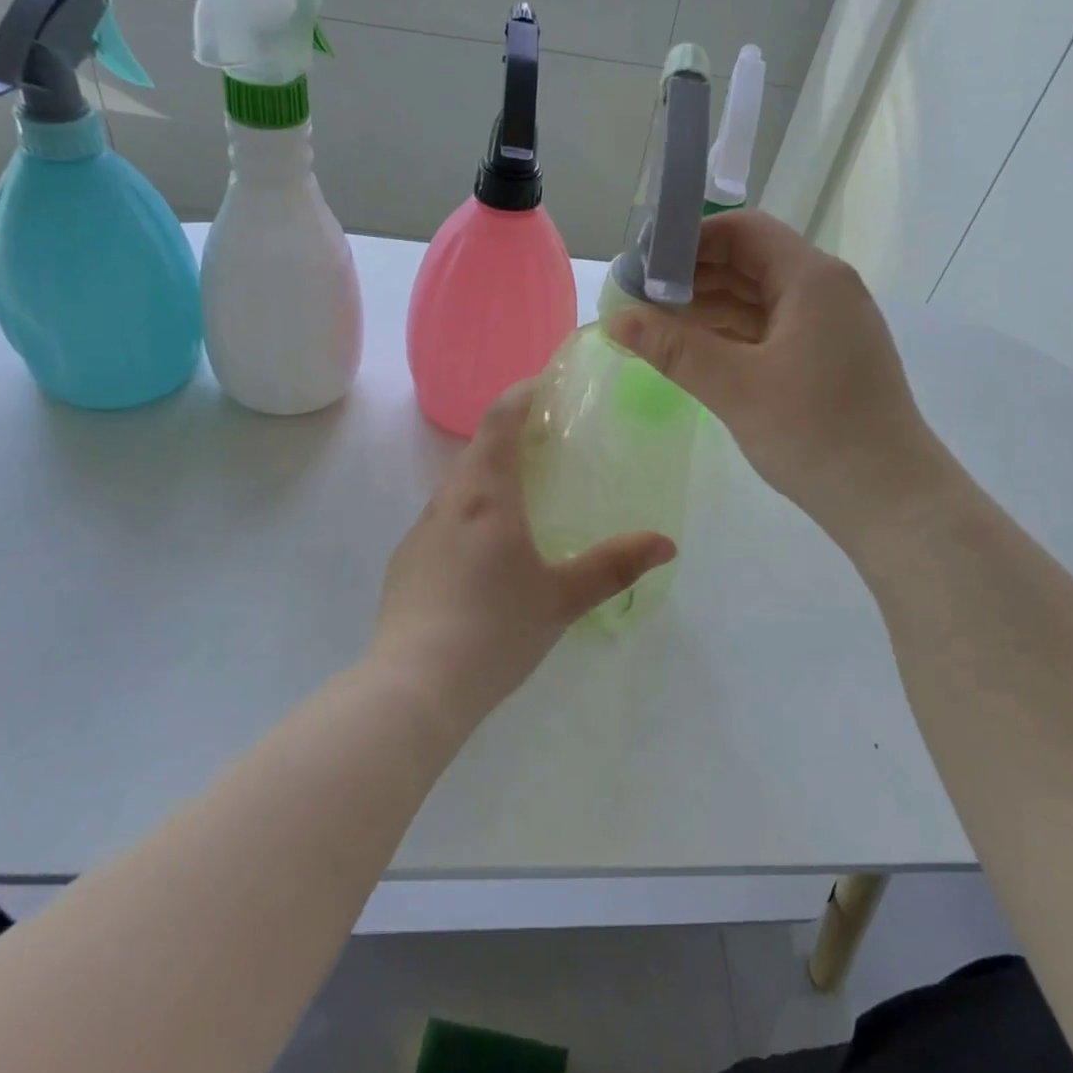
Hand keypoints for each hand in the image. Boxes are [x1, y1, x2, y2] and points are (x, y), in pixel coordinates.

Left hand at [369, 381, 676, 730]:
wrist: (415, 685)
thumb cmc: (495, 630)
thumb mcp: (562, 599)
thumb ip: (614, 567)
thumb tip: (666, 543)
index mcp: (486, 496)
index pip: (499, 421)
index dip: (522, 395)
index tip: (547, 387)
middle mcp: (448, 502)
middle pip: (478, 450)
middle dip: (511, 436)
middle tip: (549, 444)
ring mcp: (420, 532)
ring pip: (458, 486)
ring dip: (488, 476)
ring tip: (523, 497)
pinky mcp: (405, 562)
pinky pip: (442, 520)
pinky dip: (469, 513)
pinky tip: (486, 553)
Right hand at [608, 211, 956, 548]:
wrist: (890, 499)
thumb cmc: (815, 432)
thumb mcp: (735, 387)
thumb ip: (673, 348)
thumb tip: (616, 318)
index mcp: (812, 279)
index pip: (743, 231)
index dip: (689, 241)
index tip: (643, 267)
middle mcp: (825, 291)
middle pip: (750, 262)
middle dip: (692, 277)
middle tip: (639, 301)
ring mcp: (829, 326)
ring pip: (759, 298)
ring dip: (709, 307)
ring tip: (656, 327)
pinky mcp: (827, 358)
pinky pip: (770, 329)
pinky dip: (732, 334)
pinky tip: (694, 351)